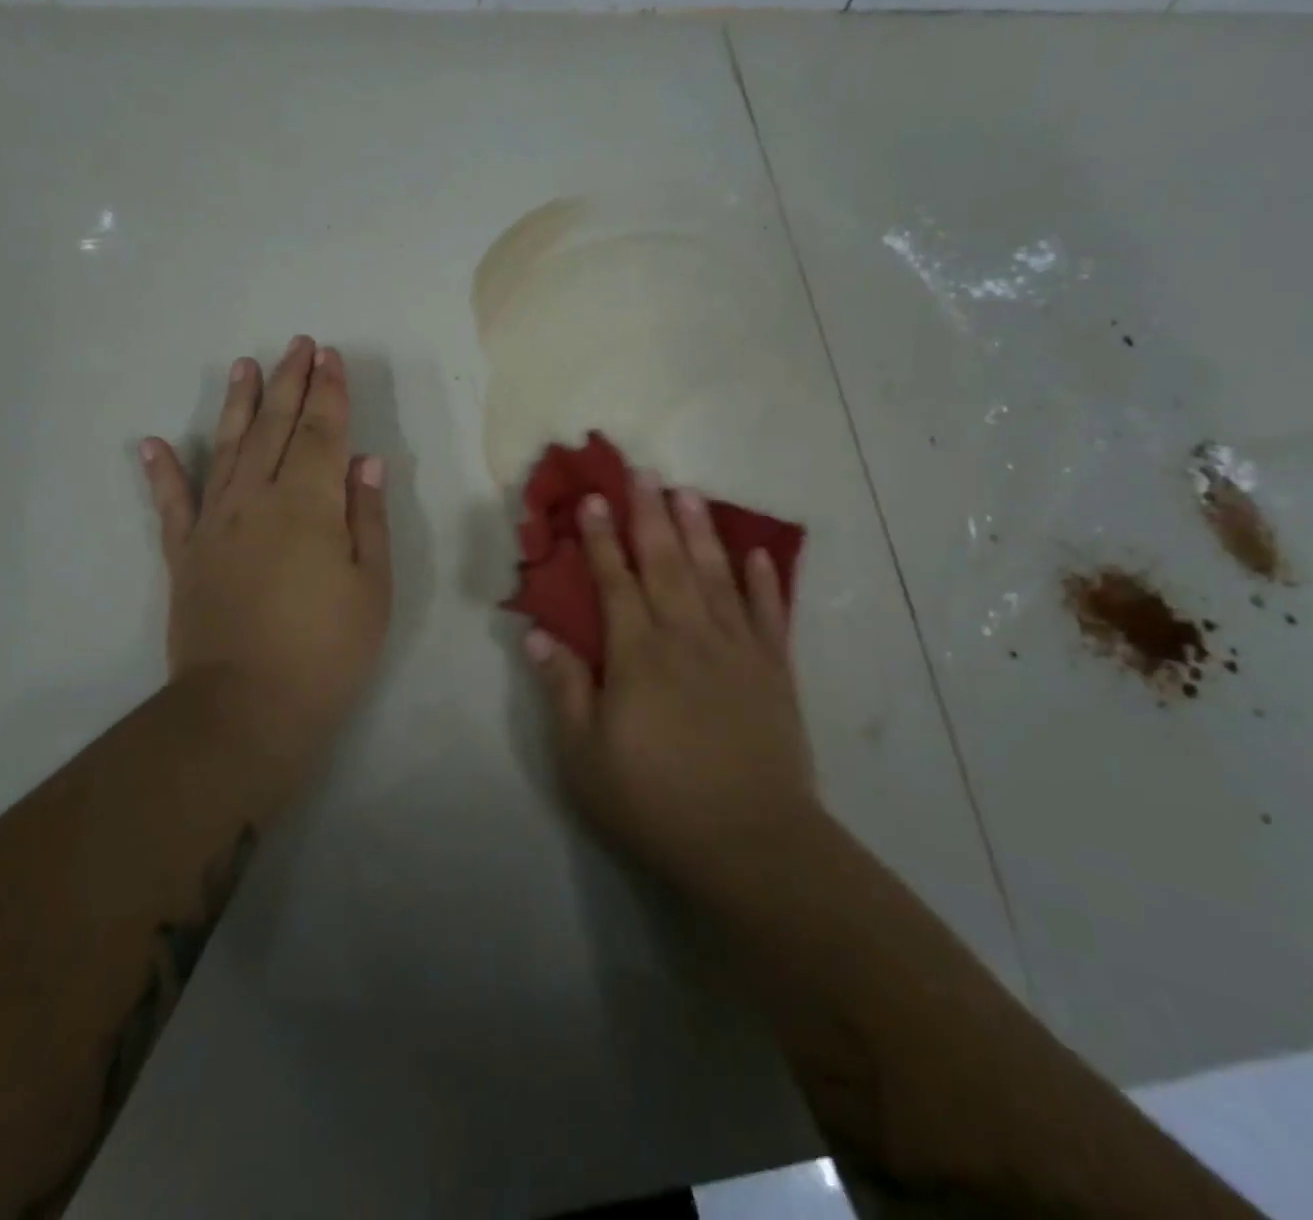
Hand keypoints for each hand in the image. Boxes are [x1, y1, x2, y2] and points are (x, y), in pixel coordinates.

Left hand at [141, 336, 391, 802]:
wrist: (246, 707)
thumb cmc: (327, 649)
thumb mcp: (371, 586)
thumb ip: (367, 517)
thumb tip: (365, 461)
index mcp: (309, 505)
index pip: (324, 434)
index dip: (330, 393)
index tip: (331, 357)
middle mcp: (258, 500)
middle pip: (277, 428)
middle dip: (290, 382)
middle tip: (298, 345)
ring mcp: (215, 525)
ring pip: (228, 449)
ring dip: (239, 405)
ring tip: (245, 367)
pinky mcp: (185, 555)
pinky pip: (172, 505)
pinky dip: (163, 472)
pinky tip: (153, 444)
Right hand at [525, 469, 819, 892]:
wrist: (750, 841)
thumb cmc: (655, 801)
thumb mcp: (586, 757)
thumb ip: (564, 689)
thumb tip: (538, 634)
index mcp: (638, 655)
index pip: (615, 582)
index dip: (602, 539)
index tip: (594, 500)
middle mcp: (687, 636)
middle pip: (666, 563)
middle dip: (651, 514)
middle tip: (643, 472)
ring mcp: (737, 649)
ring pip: (716, 576)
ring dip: (702, 531)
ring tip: (690, 492)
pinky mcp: (774, 670)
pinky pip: (769, 614)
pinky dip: (764, 581)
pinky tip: (758, 553)